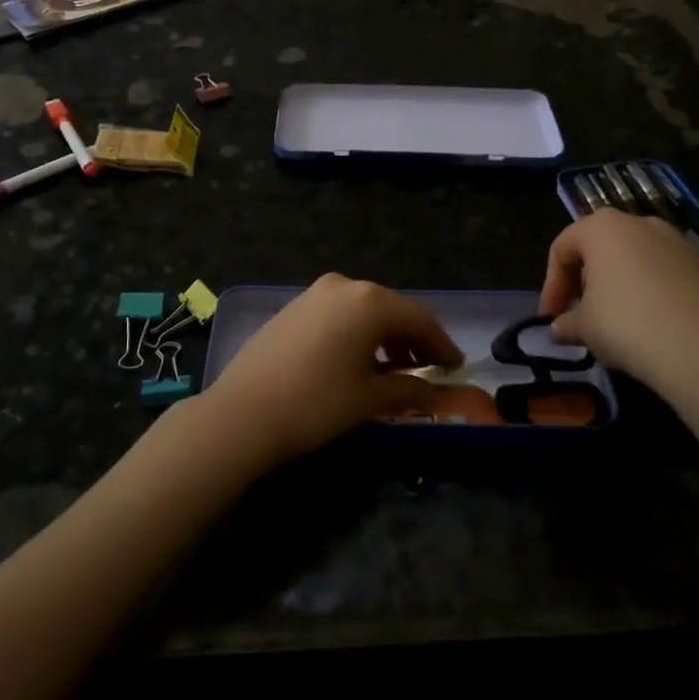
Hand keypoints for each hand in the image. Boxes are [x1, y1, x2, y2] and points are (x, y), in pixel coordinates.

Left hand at [197, 275, 462, 468]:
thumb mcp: (369, 399)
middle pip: (392, 309)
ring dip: (384, 335)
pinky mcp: (293, 307)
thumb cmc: (316, 404)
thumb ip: (408, 389)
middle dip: (412, 338)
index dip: (441, 344)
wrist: (242, 413)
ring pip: (363, 310)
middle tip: (427, 368)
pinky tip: (356, 360)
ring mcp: (314, 293)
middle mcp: (344, 286)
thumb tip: (434, 392)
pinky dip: (356, 332)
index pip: (420, 318)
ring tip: (393, 368)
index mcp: (369, 302)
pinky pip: (338, 314)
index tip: (456, 367)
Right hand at [539, 210, 698, 414]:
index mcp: (602, 228)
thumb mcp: (585, 328)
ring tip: (619, 321)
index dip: (552, 284)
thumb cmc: (628, 326)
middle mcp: (641, 223)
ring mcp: (679, 242)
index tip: (551, 316)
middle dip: (587, 280)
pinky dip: (655, 293)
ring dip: (622, 285)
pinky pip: (668, 275)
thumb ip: (567, 323)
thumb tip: (560, 328)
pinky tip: (655, 326)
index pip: (563, 248)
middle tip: (582, 314)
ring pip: (637, 259)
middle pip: (601, 248)